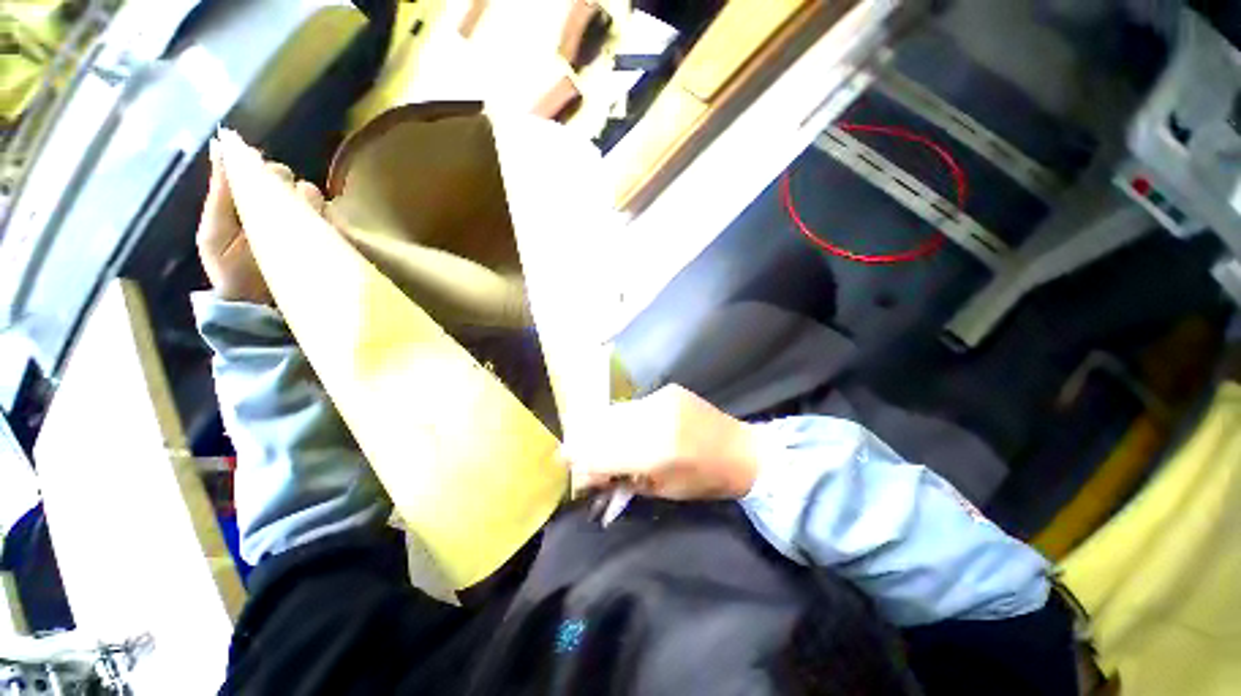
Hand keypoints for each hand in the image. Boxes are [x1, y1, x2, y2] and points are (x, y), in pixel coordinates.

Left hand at [196, 140, 327, 304]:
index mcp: (252, 200)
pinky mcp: (333, 238)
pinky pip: (335, 217)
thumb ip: (220, 194)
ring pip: (314, 195)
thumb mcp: (215, 234)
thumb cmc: (234, 273)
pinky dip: (327, 221)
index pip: (262, 168)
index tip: (258, 179)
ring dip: (305, 205)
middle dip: (282, 187)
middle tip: (275, 208)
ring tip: (294, 227)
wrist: (267, 309)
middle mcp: (282, 207)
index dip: (260, 168)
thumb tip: (220, 146)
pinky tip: (317, 233)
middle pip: (290, 177)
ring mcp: (310, 222)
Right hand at [561, 384, 759, 500]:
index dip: (580, 457)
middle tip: (577, 452)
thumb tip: (587, 473)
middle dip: (585, 440)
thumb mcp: (661, 491)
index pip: (603, 452)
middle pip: (603, 426)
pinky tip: (626, 428)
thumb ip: (622, 478)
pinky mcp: (668, 390)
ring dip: (602, 427)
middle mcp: (656, 417)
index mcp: (657, 451)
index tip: (563, 462)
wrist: (743, 450)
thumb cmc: (704, 480)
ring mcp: (662, 398)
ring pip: (615, 412)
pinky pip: (632, 405)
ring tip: (600, 441)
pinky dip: (622, 418)